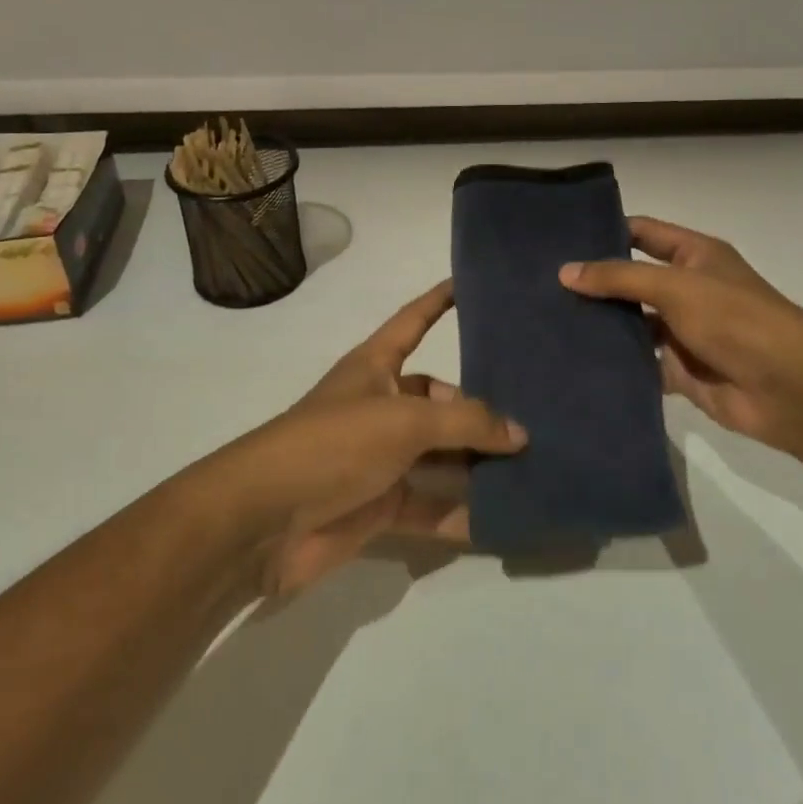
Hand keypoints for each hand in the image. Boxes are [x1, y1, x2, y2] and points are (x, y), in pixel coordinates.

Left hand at [216, 281, 526, 595]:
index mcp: (376, 367)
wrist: (264, 521)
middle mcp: (382, 406)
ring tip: (537, 463)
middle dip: (481, 406)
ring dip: (479, 463)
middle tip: (538, 410)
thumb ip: (465, 422)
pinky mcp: (381, 505)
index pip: (414, 320)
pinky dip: (463, 513)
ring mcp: (381, 458)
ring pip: (442, 455)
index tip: (474, 283)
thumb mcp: (404, 420)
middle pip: (441, 398)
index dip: (440, 300)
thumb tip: (520, 433)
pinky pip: (433, 504)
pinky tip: (507, 517)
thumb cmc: (333, 444)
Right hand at [558, 216, 802, 452]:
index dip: (607, 232)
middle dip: (595, 284)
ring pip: (632, 325)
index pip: (643, 233)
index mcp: (695, 256)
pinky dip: (615, 365)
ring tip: (549, 323)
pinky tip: (575, 362)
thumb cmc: (734, 318)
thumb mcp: (674, 285)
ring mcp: (683, 332)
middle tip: (543, 284)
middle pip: (632, 281)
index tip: (561, 238)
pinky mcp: (680, 371)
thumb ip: (619, 277)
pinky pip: (640, 364)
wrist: (787, 387)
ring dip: (602, 326)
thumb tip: (565, 272)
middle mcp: (688, 290)